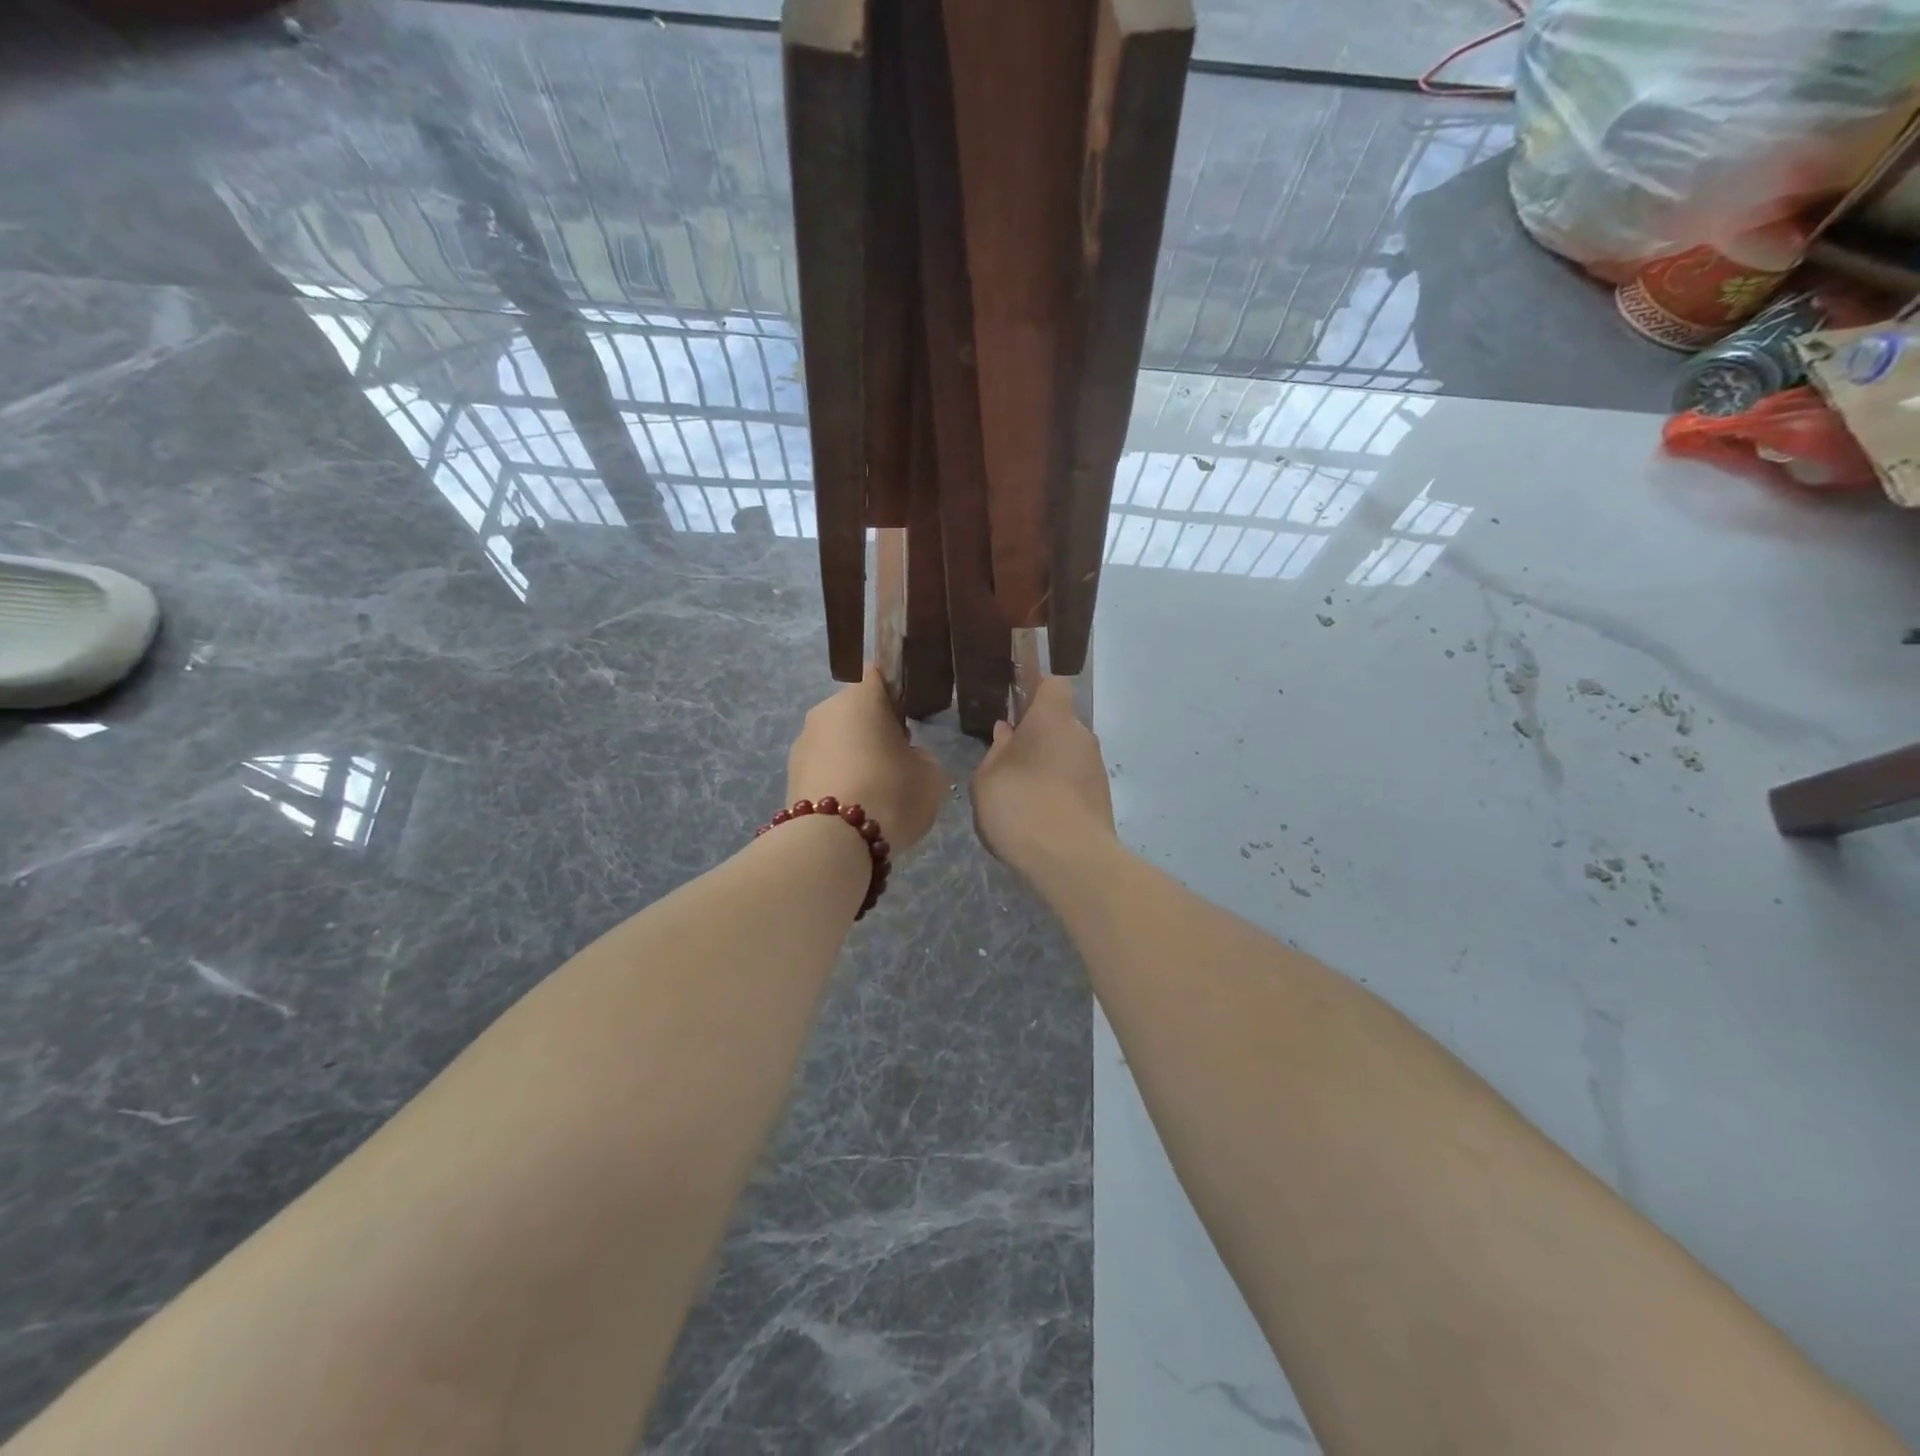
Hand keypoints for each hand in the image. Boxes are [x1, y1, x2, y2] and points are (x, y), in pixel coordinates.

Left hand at [787, 667, 949, 854]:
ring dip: (853, 757)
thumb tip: (907, 758)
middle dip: (873, 730)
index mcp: (859, 698)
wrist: (833, 842)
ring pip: (836, 741)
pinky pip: (823, 769)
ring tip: (874, 794)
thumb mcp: (931, 775)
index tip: (907, 722)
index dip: (895, 695)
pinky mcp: (790, 776)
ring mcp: (802, 744)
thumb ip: (922, 757)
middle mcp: (824, 712)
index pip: (877, 675)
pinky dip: (838, 781)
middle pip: (854, 711)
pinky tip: (853, 809)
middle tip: (895, 762)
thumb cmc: (890, 794)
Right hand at [971, 676, 1115, 875]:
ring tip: (1022, 797)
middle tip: (1010, 762)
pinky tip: (1039, 818)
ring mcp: (1096, 768)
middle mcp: (1081, 735)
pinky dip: (1061, 792)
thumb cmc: (1020, 805)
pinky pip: (1076, 783)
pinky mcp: (1103, 799)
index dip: (1035, 691)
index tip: (1015, 709)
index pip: (1053, 685)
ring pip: (1069, 755)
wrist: (1071, 859)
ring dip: (1049, 767)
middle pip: (1060, 724)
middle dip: (1038, 737)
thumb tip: (1007, 731)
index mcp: (1052, 719)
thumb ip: (996, 750)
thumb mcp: (987, 778)